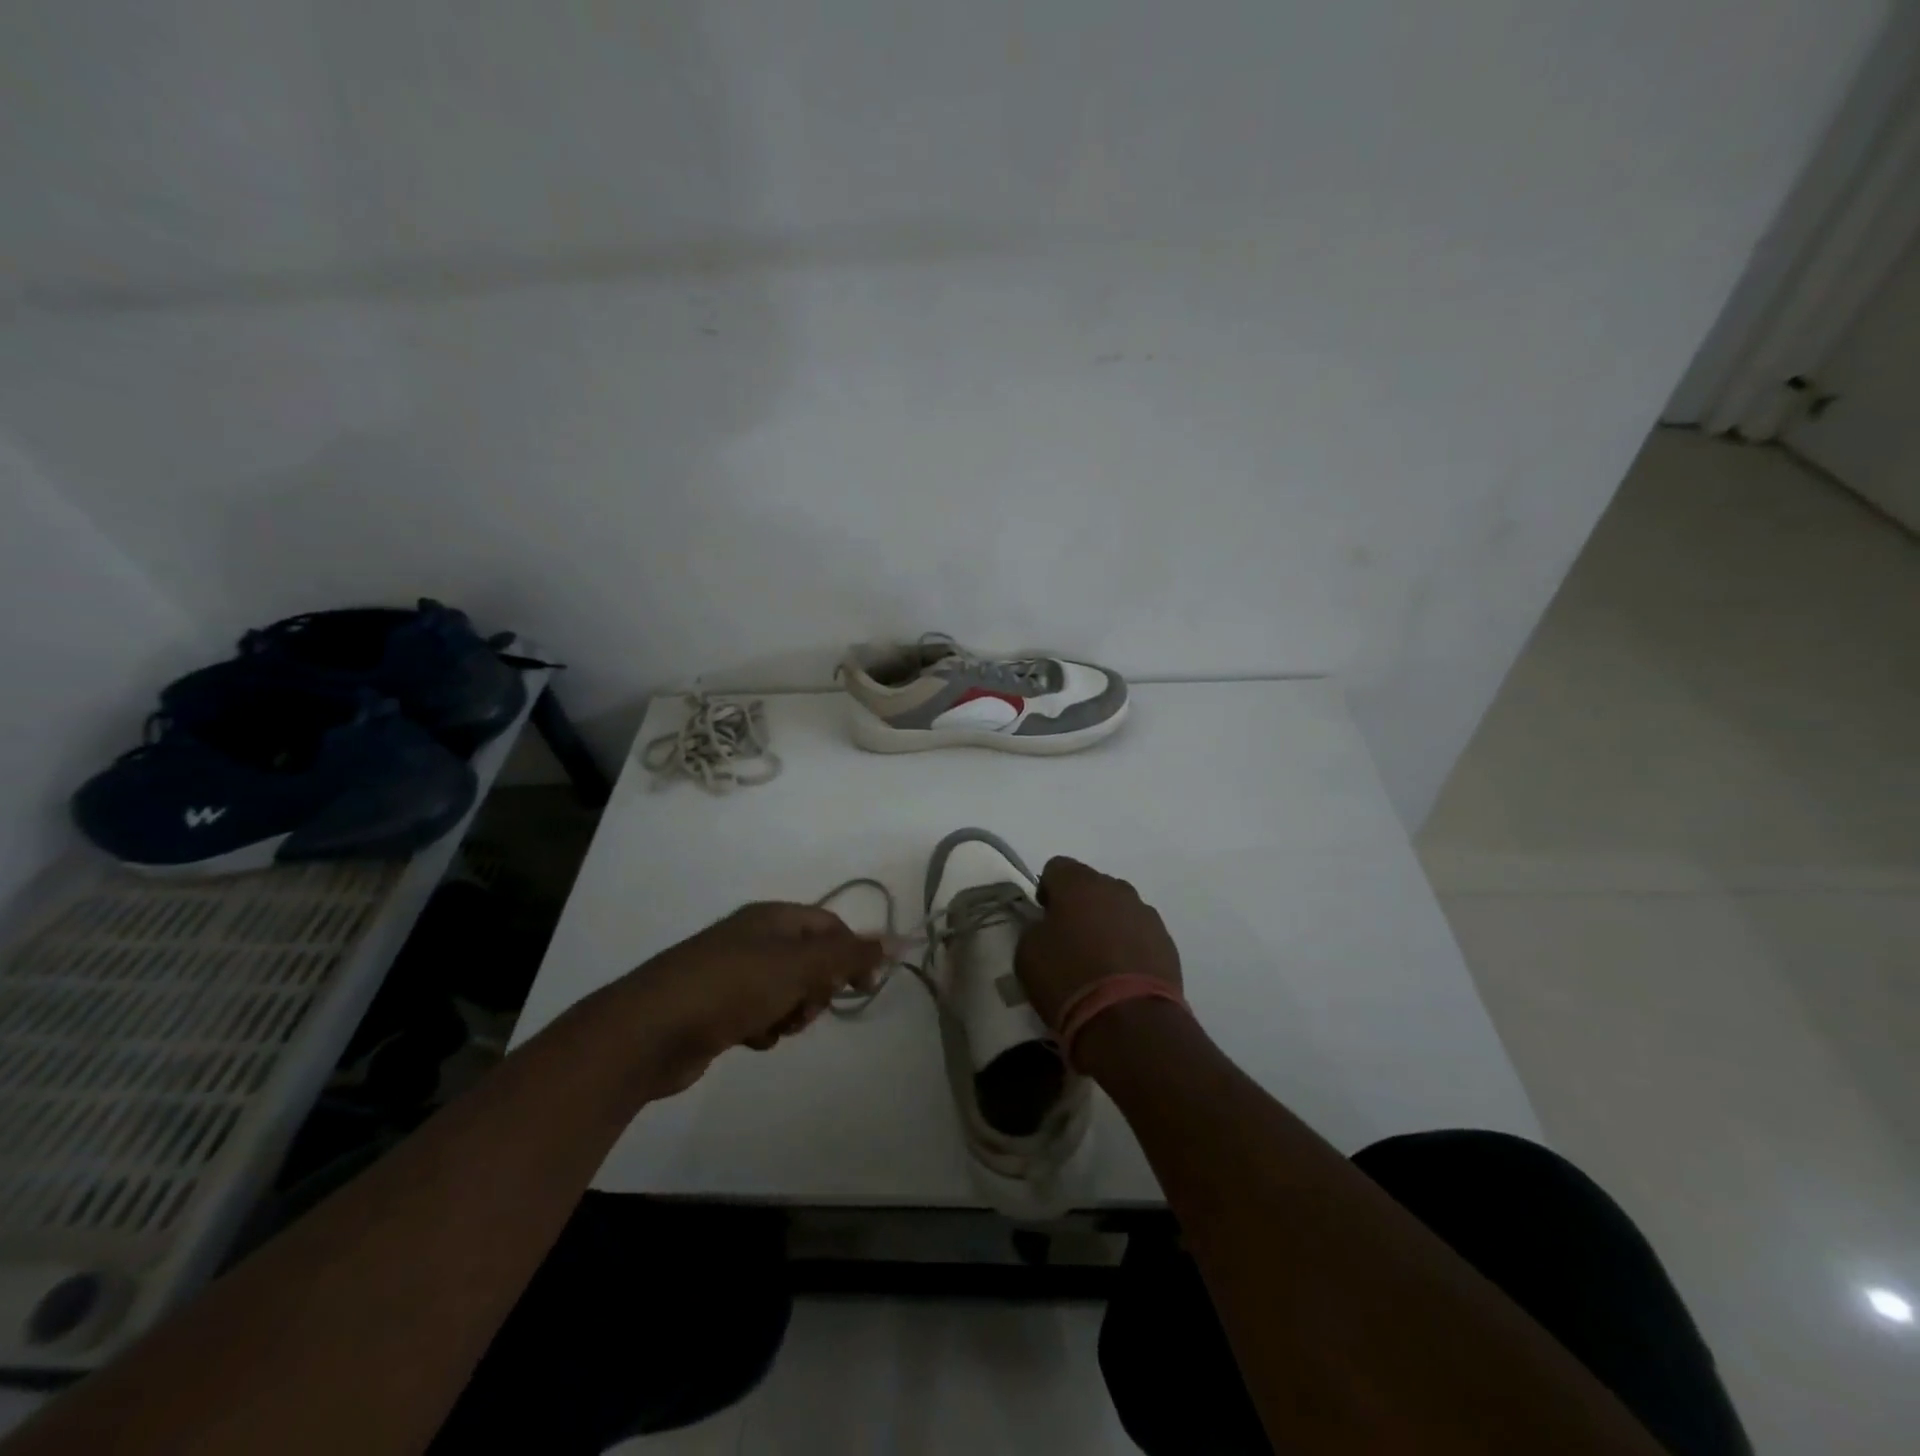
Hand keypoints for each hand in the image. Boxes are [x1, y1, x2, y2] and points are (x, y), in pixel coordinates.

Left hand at [619, 903, 886, 1096]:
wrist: (650, 1031)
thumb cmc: (731, 987)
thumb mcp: (798, 967)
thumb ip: (848, 955)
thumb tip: (897, 938)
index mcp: (772, 918)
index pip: (829, 926)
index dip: (852, 952)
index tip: (865, 986)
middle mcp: (754, 939)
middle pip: (810, 960)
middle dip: (817, 988)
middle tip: (808, 1007)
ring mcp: (732, 973)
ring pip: (787, 990)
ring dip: (792, 1011)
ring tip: (774, 1026)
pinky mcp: (717, 1008)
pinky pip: (760, 1013)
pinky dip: (764, 1027)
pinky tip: (750, 1039)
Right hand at [1015, 857, 1182, 1030]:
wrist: (1129, 1020)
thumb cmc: (1068, 979)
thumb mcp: (1027, 953)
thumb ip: (1036, 928)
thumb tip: (1047, 925)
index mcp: (1078, 883)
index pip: (1056, 868)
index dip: (1047, 890)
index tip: (1044, 918)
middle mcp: (1116, 888)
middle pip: (1092, 886)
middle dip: (1080, 906)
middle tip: (1070, 940)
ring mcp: (1146, 914)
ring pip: (1119, 909)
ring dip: (1107, 925)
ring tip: (1099, 962)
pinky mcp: (1167, 942)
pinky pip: (1140, 934)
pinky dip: (1130, 946)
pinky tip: (1121, 975)